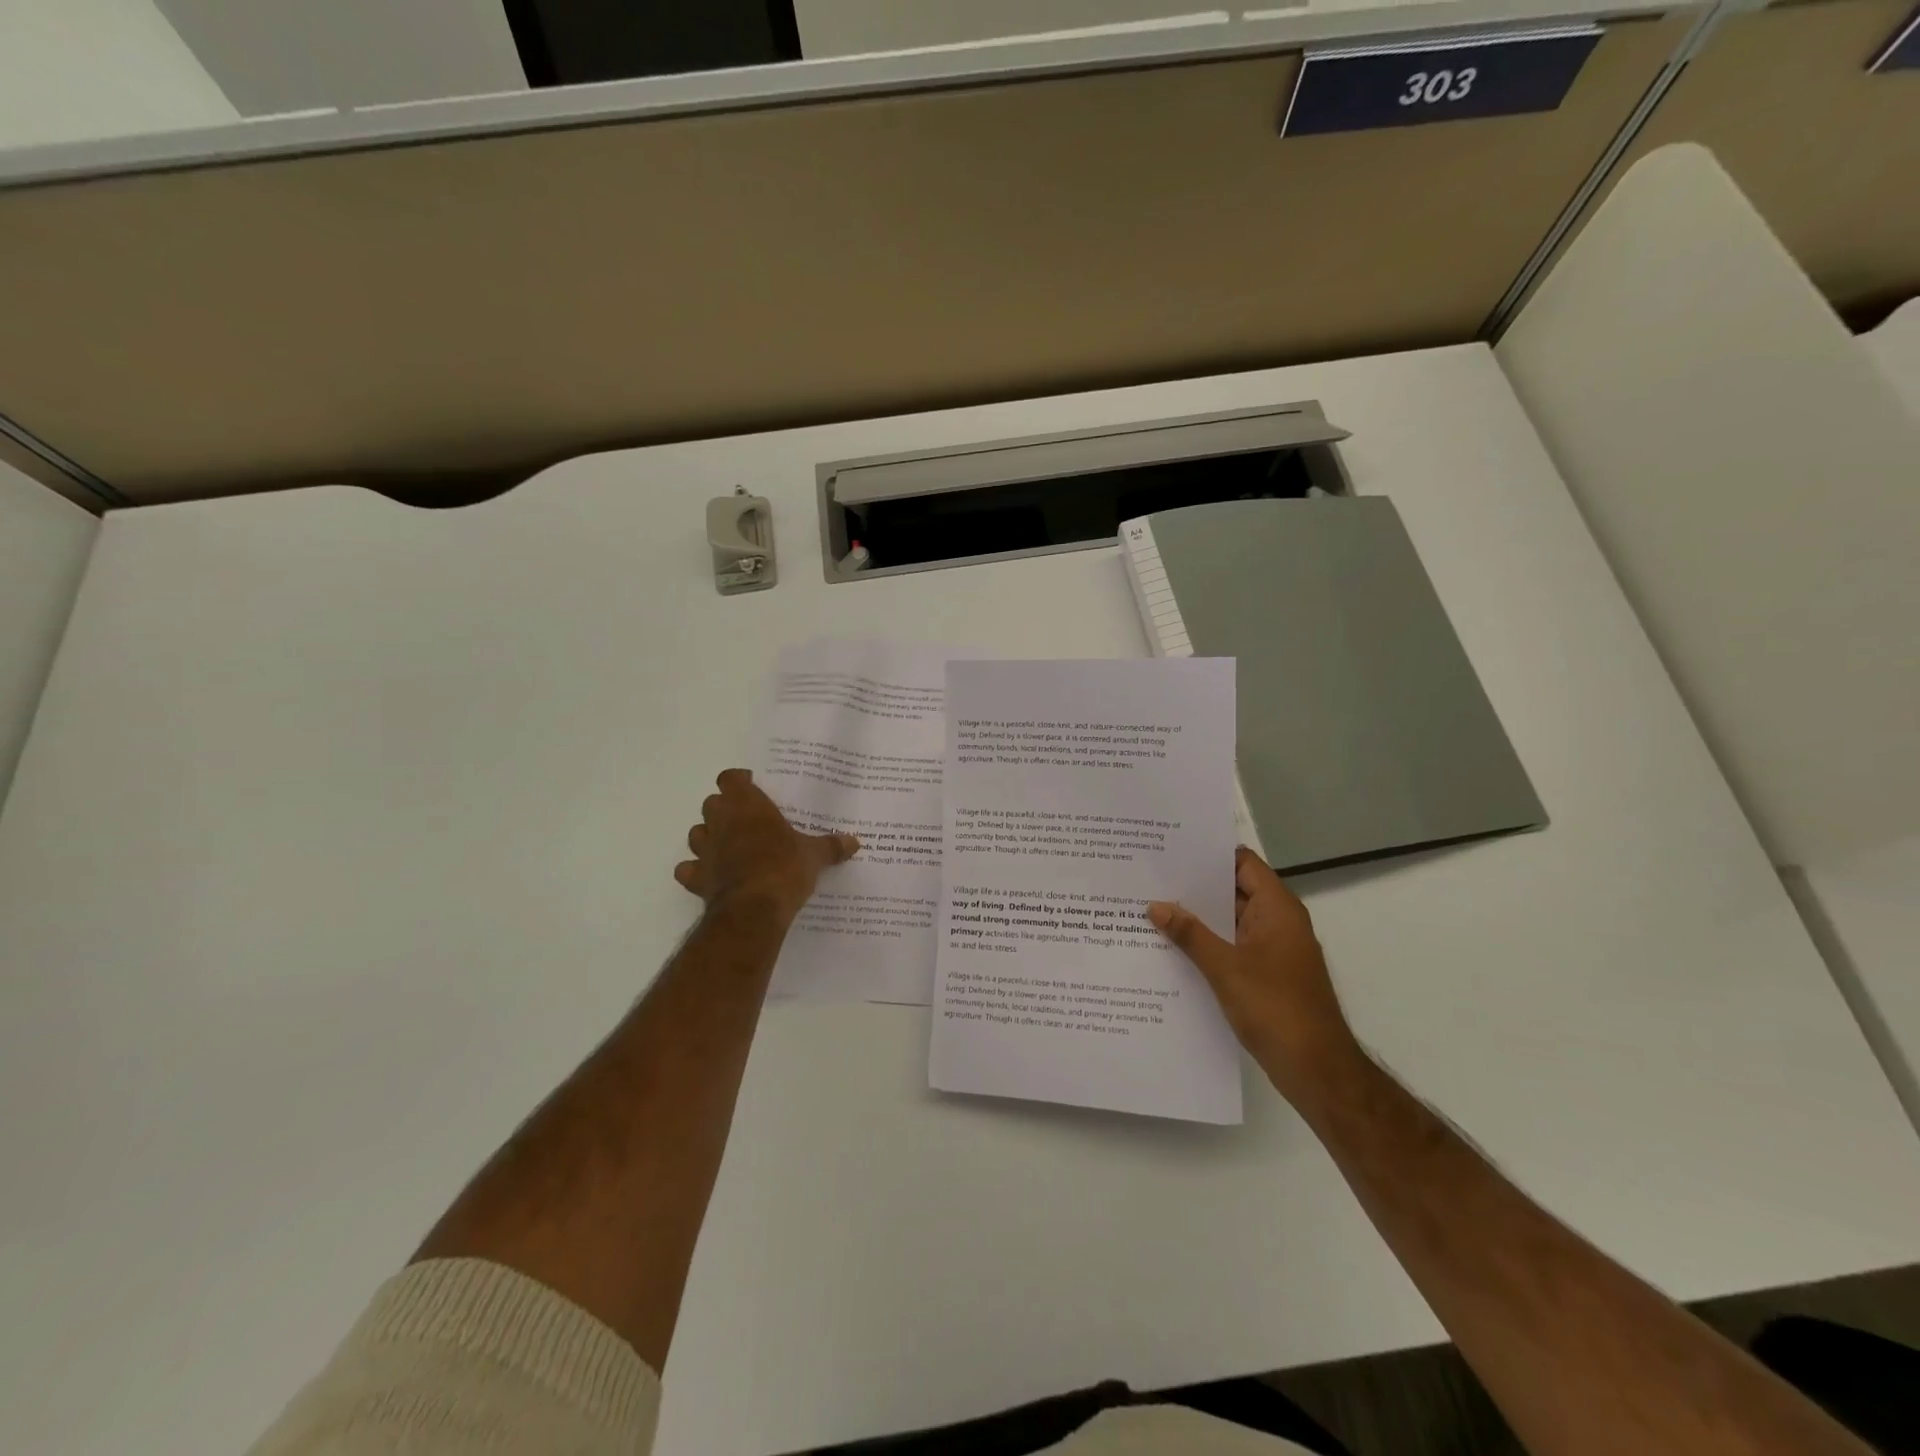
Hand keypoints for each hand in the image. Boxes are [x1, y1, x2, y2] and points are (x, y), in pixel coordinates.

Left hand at [674, 769, 858, 919]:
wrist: (754, 910)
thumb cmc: (784, 868)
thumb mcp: (814, 855)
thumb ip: (831, 846)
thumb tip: (855, 842)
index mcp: (747, 805)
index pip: (730, 778)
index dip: (739, 781)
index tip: (752, 788)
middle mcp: (721, 821)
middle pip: (711, 803)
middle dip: (725, 809)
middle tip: (747, 820)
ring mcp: (705, 850)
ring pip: (696, 833)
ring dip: (708, 836)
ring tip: (728, 846)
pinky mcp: (697, 877)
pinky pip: (688, 869)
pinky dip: (696, 871)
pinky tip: (711, 876)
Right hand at [1149, 847, 1356, 1101]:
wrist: (1316, 1069)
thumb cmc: (1274, 1008)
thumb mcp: (1225, 968)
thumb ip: (1190, 934)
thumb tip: (1156, 906)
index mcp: (1277, 909)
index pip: (1242, 863)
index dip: (1209, 854)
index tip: (1171, 850)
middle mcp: (1278, 922)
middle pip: (1234, 891)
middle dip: (1195, 887)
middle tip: (1151, 878)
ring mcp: (1273, 950)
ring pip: (1230, 922)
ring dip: (1198, 919)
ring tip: (1152, 909)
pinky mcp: (1267, 975)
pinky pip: (1233, 947)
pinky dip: (1207, 944)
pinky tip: (1172, 948)